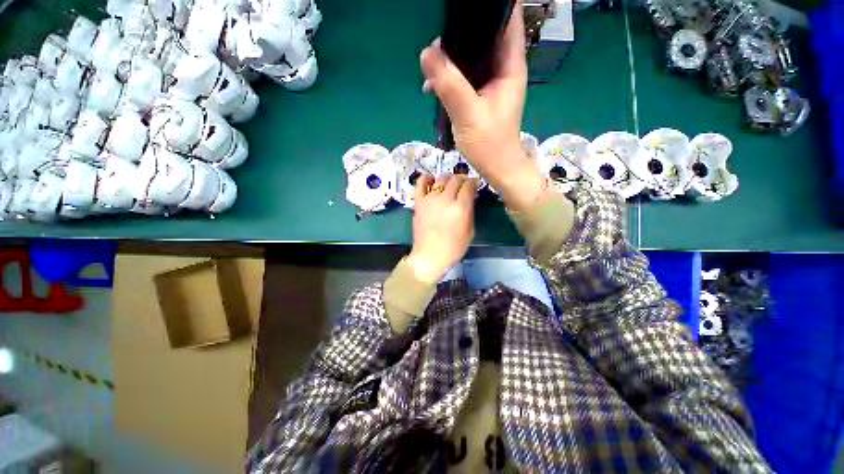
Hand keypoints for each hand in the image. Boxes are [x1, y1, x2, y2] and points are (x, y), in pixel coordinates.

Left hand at [406, 174, 477, 283]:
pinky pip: (421, 183)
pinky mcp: (419, 202)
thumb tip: (470, 196)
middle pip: (456, 179)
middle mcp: (445, 200)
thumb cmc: (453, 248)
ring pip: (441, 178)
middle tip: (463, 186)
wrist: (430, 256)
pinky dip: (426, 179)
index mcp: (460, 208)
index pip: (469, 185)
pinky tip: (431, 181)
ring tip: (449, 185)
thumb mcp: (470, 231)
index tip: (474, 185)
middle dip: (462, 180)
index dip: (473, 183)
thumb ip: (470, 211)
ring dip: (448, 179)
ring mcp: (430, 199)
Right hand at [420, 1, 545, 210]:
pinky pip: (465, 77)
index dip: (491, 8)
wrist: (495, 168)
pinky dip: (450, 77)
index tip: (463, 9)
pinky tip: (433, 85)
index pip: (507, 22)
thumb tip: (427, 53)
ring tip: (431, 64)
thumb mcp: (468, 113)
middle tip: (438, 41)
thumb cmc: (489, 144)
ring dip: (452, 58)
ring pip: (472, 57)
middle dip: (462, 34)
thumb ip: (449, 84)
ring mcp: (491, 84)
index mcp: (509, 67)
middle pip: (485, 37)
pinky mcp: (481, 96)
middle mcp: (502, 70)